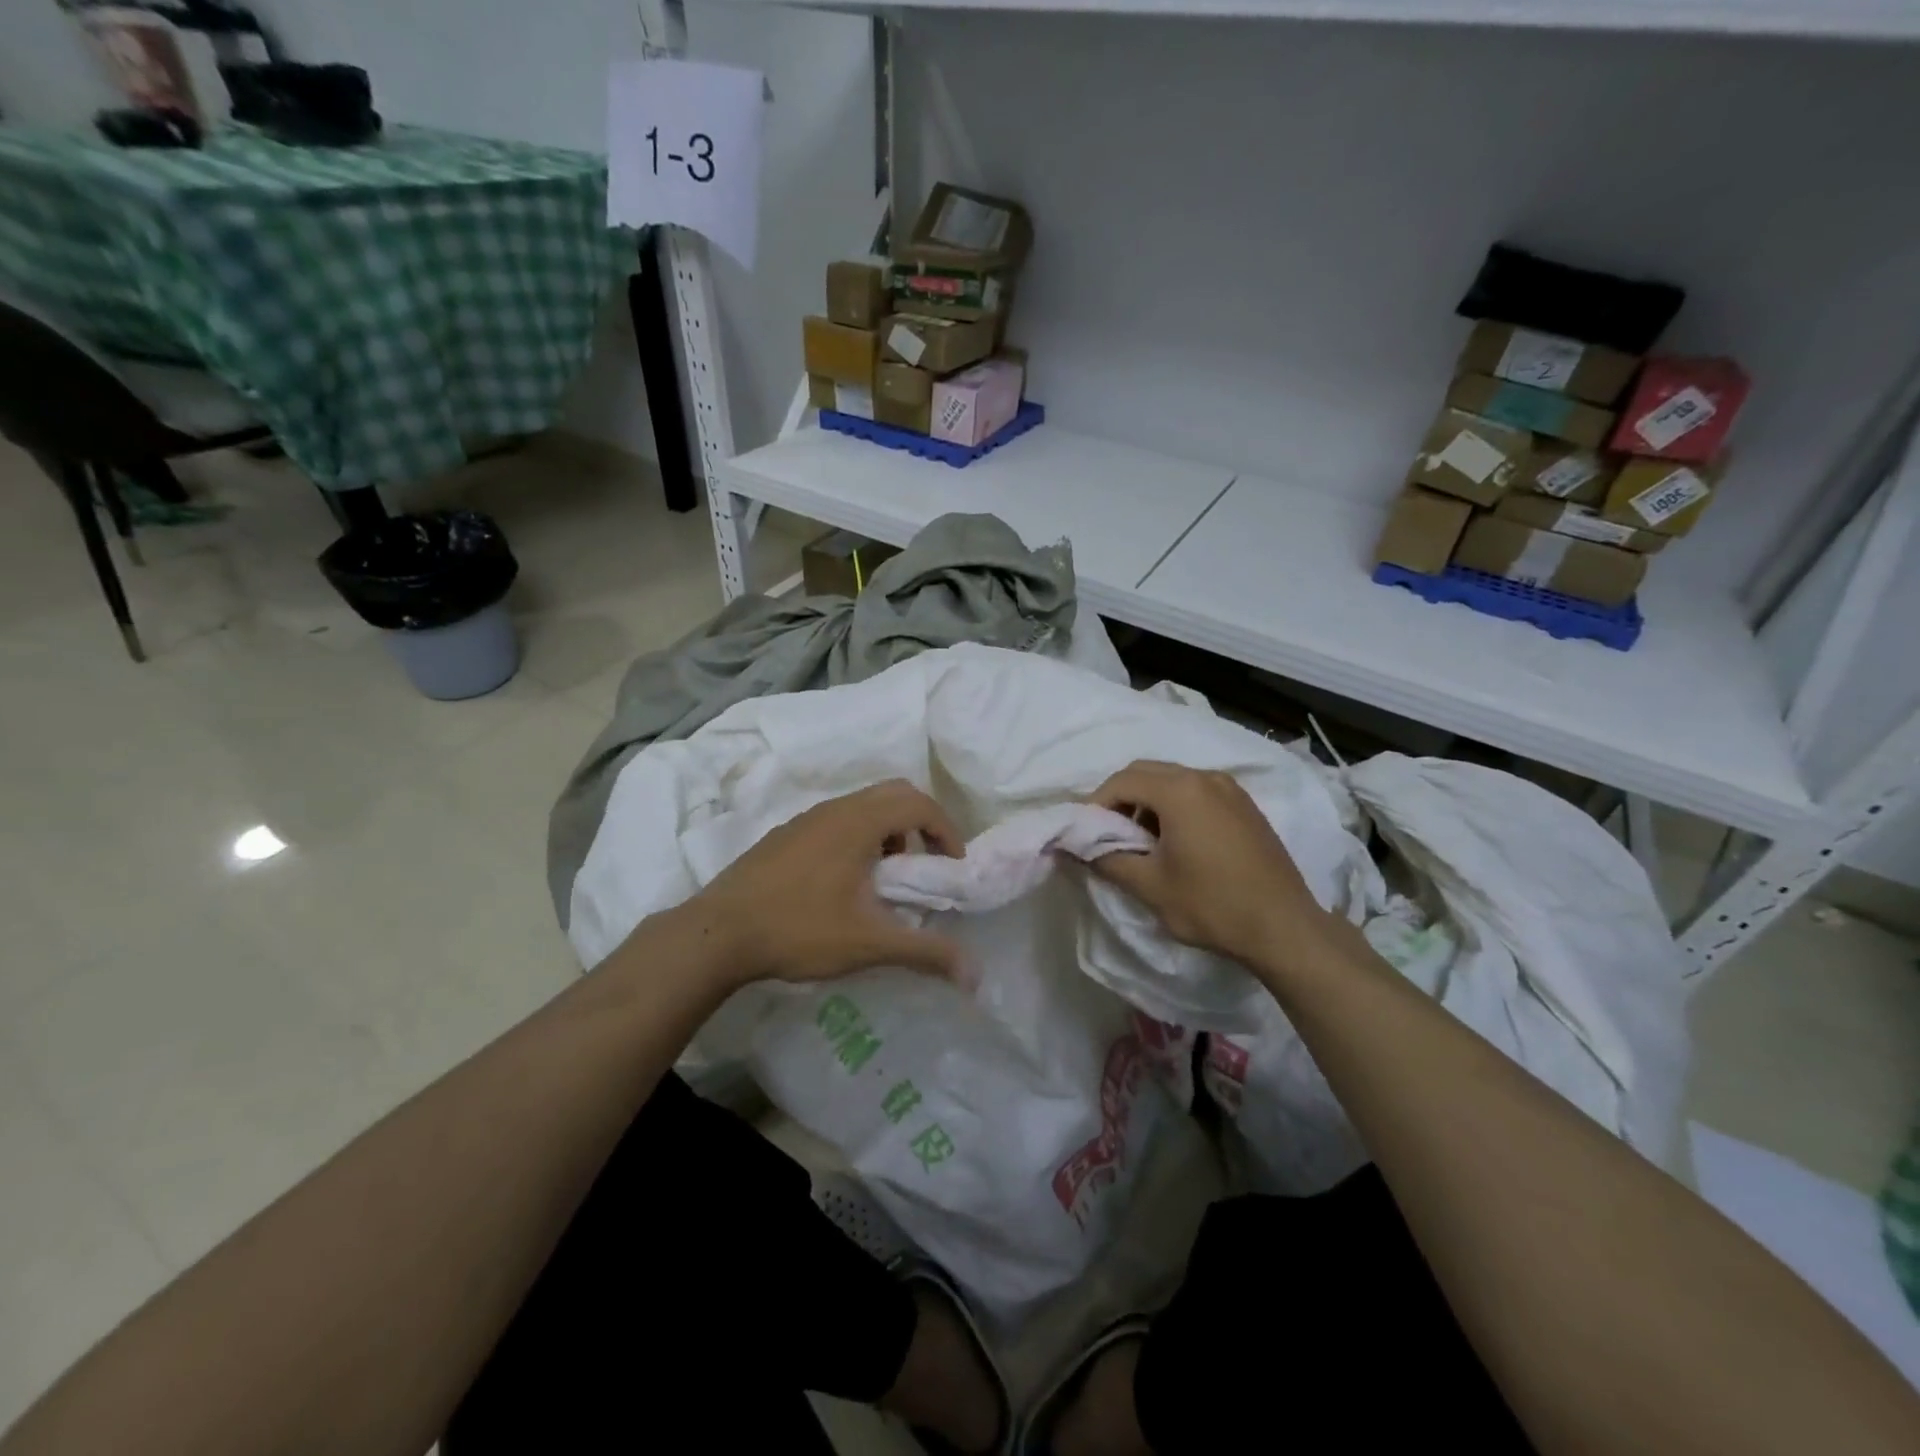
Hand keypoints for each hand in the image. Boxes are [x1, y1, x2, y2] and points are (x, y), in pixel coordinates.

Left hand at [686, 779, 964, 987]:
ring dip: (889, 831)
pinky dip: (859, 837)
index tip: (953, 866)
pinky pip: (837, 820)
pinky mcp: (785, 835)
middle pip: (894, 794)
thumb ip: (925, 953)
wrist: (717, 933)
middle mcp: (835, 809)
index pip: (919, 804)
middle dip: (921, 823)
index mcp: (859, 822)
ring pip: (863, 806)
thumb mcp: (869, 943)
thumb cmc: (799, 929)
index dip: (946, 830)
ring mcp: (806, 819)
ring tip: (887, 877)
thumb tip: (975, 976)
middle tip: (927, 862)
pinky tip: (845, 884)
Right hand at [1087, 760, 1337, 973]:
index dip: (1095, 804)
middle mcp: (1204, 777)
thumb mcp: (1150, 886)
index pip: (1121, 781)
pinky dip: (1174, 805)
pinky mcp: (1244, 805)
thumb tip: (1076, 847)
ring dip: (1146, 801)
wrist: (1285, 928)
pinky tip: (1174, 840)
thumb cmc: (1212, 905)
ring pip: (1172, 779)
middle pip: (1146, 772)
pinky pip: (1196, 791)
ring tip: (1139, 840)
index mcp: (1179, 790)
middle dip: (1119, 797)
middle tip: (1107, 833)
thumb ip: (1107, 859)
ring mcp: (1229, 788)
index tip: (1084, 832)